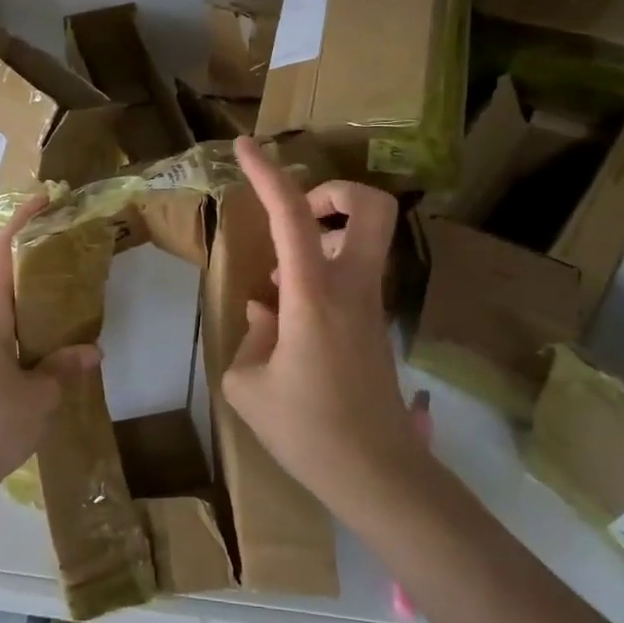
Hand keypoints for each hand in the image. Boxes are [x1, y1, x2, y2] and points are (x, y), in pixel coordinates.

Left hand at [0, 194, 98, 509]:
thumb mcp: (39, 398)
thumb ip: (64, 369)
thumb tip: (90, 350)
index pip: (3, 254)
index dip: (24, 221)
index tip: (45, 198)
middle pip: (6, 288)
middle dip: (38, 278)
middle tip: (75, 278)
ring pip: (1, 323)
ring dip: (32, 321)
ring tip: (68, 331)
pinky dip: (20, 349)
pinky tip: (42, 374)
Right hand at [224, 137, 426, 509]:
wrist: (378, 476)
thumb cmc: (308, 430)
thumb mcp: (249, 385)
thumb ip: (251, 336)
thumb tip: (266, 311)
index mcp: (313, 295)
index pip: (293, 216)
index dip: (268, 174)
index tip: (245, 146)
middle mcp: (351, 287)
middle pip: (370, 207)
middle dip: (333, 191)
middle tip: (298, 213)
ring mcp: (370, 304)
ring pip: (364, 238)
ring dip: (325, 233)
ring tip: (282, 275)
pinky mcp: (375, 324)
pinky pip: (353, 272)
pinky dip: (323, 269)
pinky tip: (290, 313)